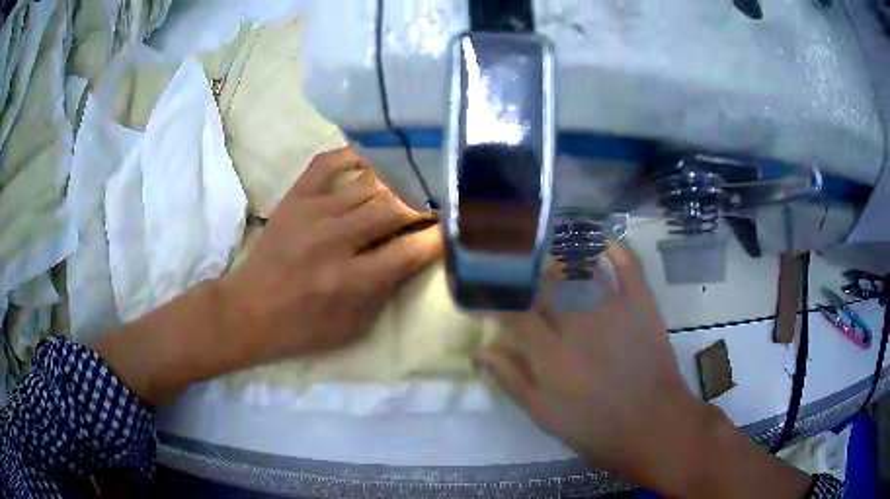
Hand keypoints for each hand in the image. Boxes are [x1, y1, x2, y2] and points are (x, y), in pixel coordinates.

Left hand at [219, 148, 442, 363]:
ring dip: (397, 184)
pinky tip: (372, 162)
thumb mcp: (355, 326)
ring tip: (412, 185)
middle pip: (396, 207)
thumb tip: (416, 254)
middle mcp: (336, 240)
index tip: (454, 228)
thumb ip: (389, 291)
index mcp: (353, 280)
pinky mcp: (294, 198)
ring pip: (370, 183)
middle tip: (436, 205)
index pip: (412, 249)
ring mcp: (313, 213)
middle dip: (424, 205)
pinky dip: (354, 156)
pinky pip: (328, 162)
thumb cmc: (304, 328)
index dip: (440, 236)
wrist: (249, 311)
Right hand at [477, 241, 696, 479]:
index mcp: (551, 353)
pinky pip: (628, 266)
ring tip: (544, 247)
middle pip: (543, 284)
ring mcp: (613, 308)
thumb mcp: (544, 415)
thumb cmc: (594, 426)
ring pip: (580, 269)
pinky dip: (615, 249)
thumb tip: (481, 350)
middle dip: (521, 270)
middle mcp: (579, 322)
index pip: (514, 312)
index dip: (493, 298)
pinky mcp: (641, 304)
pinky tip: (601, 241)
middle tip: (510, 262)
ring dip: (558, 255)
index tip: (481, 291)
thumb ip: (512, 380)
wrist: (652, 422)